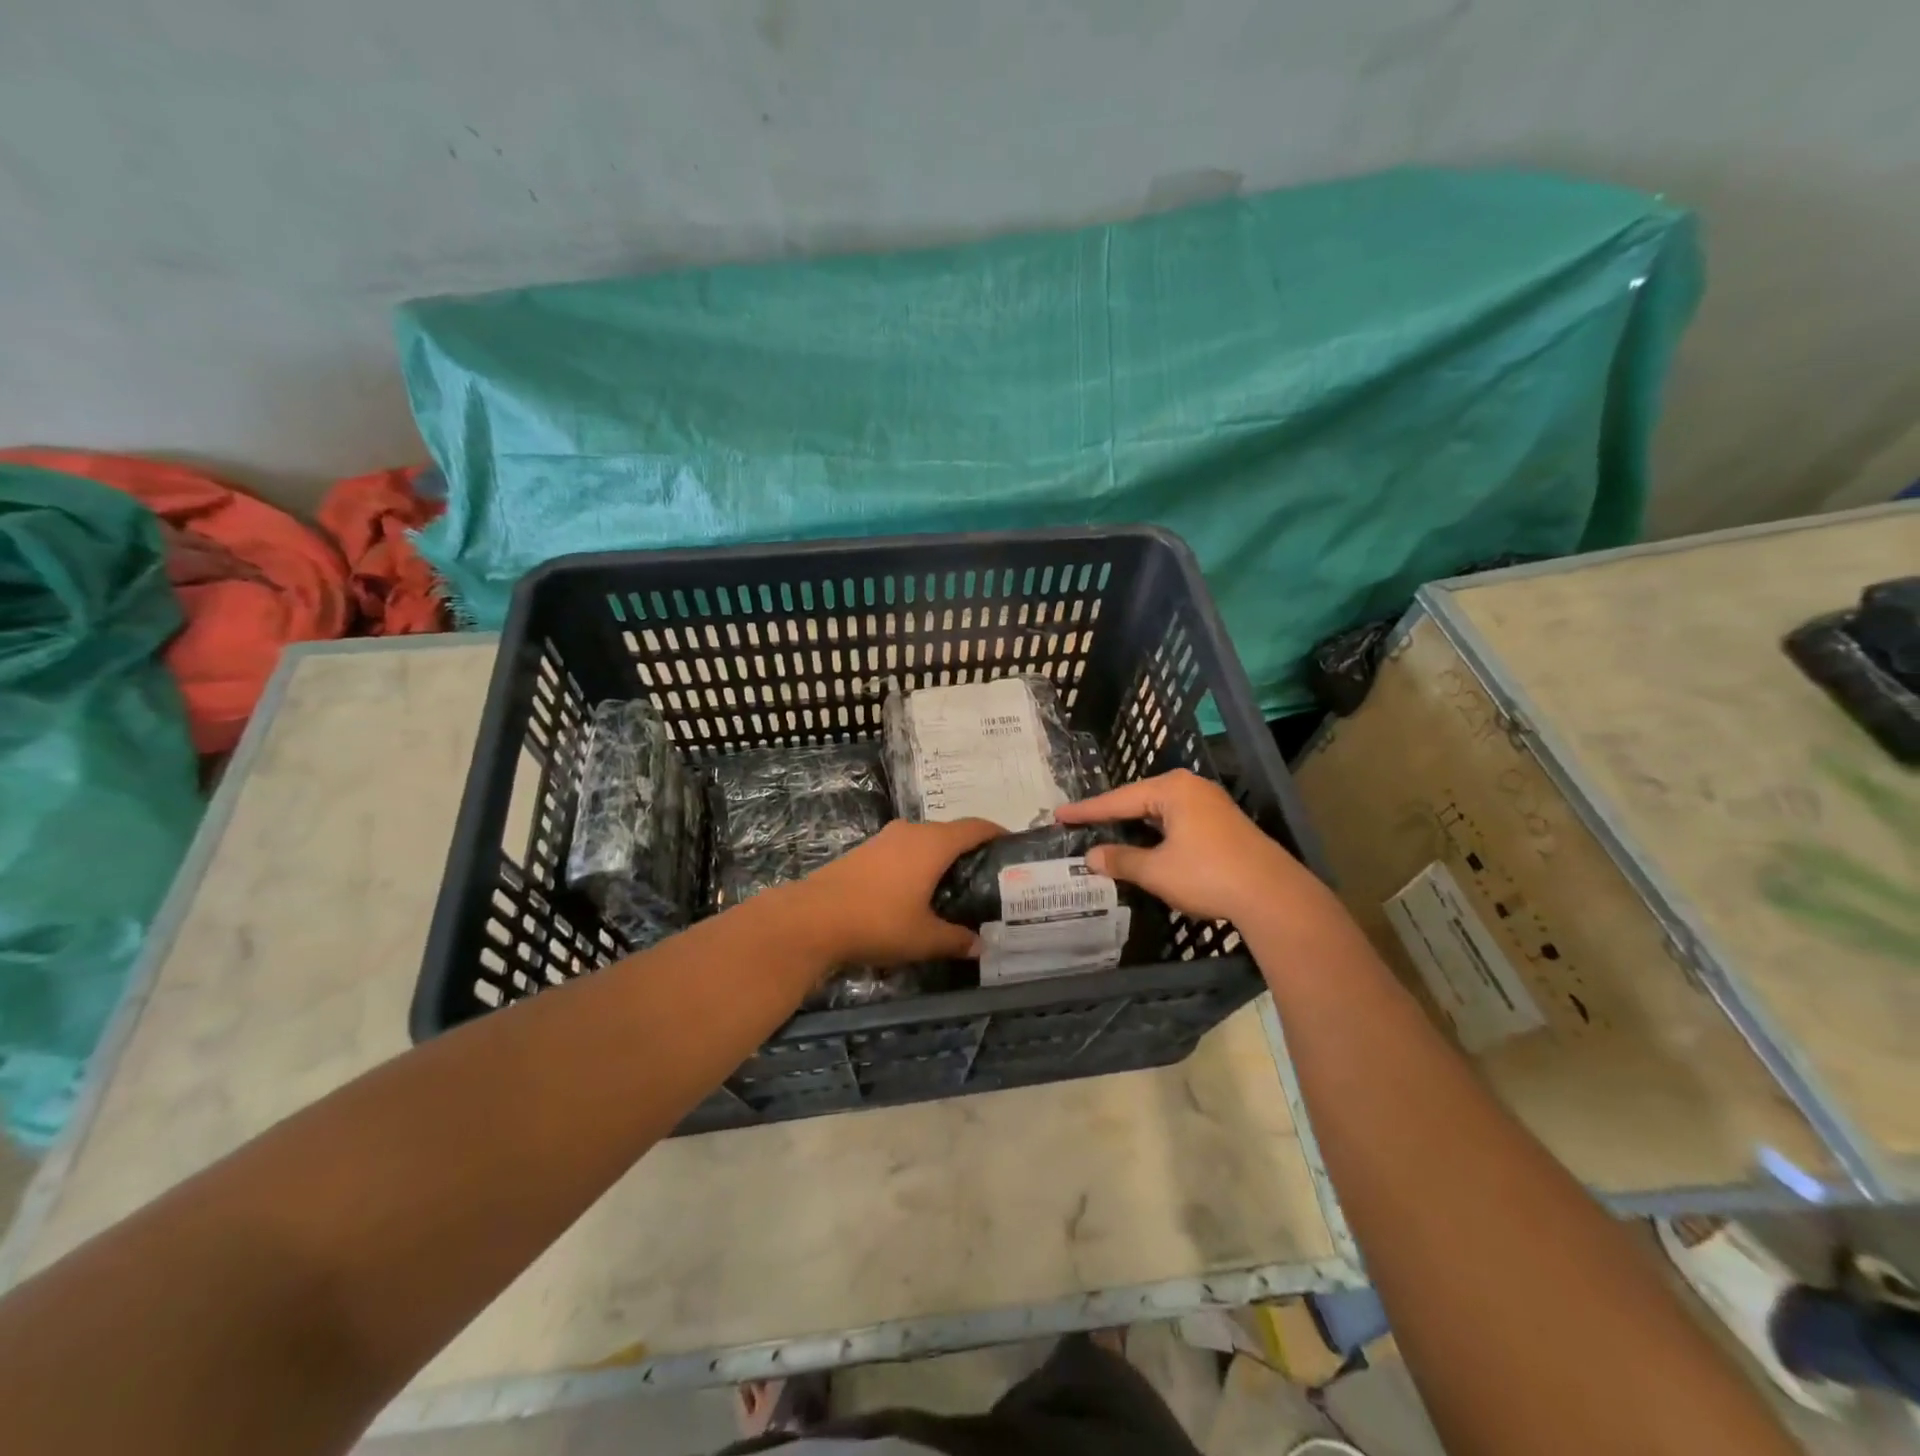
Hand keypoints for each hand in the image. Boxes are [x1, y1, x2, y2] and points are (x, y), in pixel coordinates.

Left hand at [797, 818, 1001, 963]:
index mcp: (933, 843)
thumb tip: (980, 945)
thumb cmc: (878, 921)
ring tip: (953, 887)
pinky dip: (917, 864)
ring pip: (923, 842)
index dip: (996, 834)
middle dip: (969, 851)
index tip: (1012, 846)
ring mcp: (884, 839)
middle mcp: (911, 832)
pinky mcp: (864, 852)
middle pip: (949, 833)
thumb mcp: (924, 938)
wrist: (812, 918)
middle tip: (986, 877)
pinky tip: (916, 891)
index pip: (975, 827)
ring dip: (940, 858)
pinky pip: (902, 851)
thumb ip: (956, 939)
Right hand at [1055, 769, 1326, 925]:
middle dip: (1111, 814)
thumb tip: (1092, 856)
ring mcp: (1211, 804)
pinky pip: (1177, 821)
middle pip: (1139, 800)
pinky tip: (1146, 844)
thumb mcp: (1157, 871)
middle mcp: (1191, 788)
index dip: (1087, 810)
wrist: (1274, 896)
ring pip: (1160, 812)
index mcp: (1172, 790)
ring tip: (1106, 832)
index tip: (1060, 814)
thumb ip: (1121, 860)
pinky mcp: (1223, 823)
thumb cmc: (1209, 876)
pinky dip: (1156, 832)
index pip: (1118, 799)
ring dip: (1135, 825)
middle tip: (1080, 822)